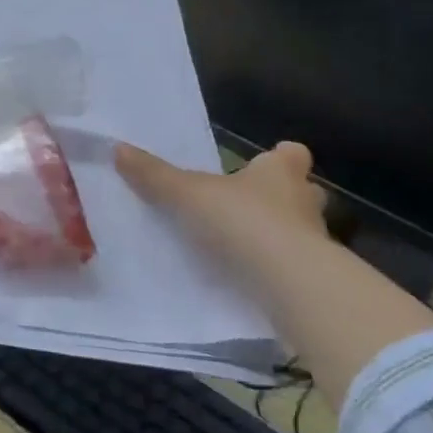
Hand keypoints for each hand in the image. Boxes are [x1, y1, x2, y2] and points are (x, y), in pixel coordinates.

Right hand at [114, 139, 329, 275]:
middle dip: (281, 198)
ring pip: (300, 231)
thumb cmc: (243, 221)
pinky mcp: (313, 279)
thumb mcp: (188, 194)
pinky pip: (293, 267)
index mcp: (280, 172)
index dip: (279, 157)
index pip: (292, 154)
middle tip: (248, 206)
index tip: (261, 164)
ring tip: (242, 246)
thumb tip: (117, 148)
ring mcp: (315, 242)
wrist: (290, 284)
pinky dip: (275, 269)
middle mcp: (304, 202)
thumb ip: (155, 175)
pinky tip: (248, 279)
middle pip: (302, 192)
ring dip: (279, 236)